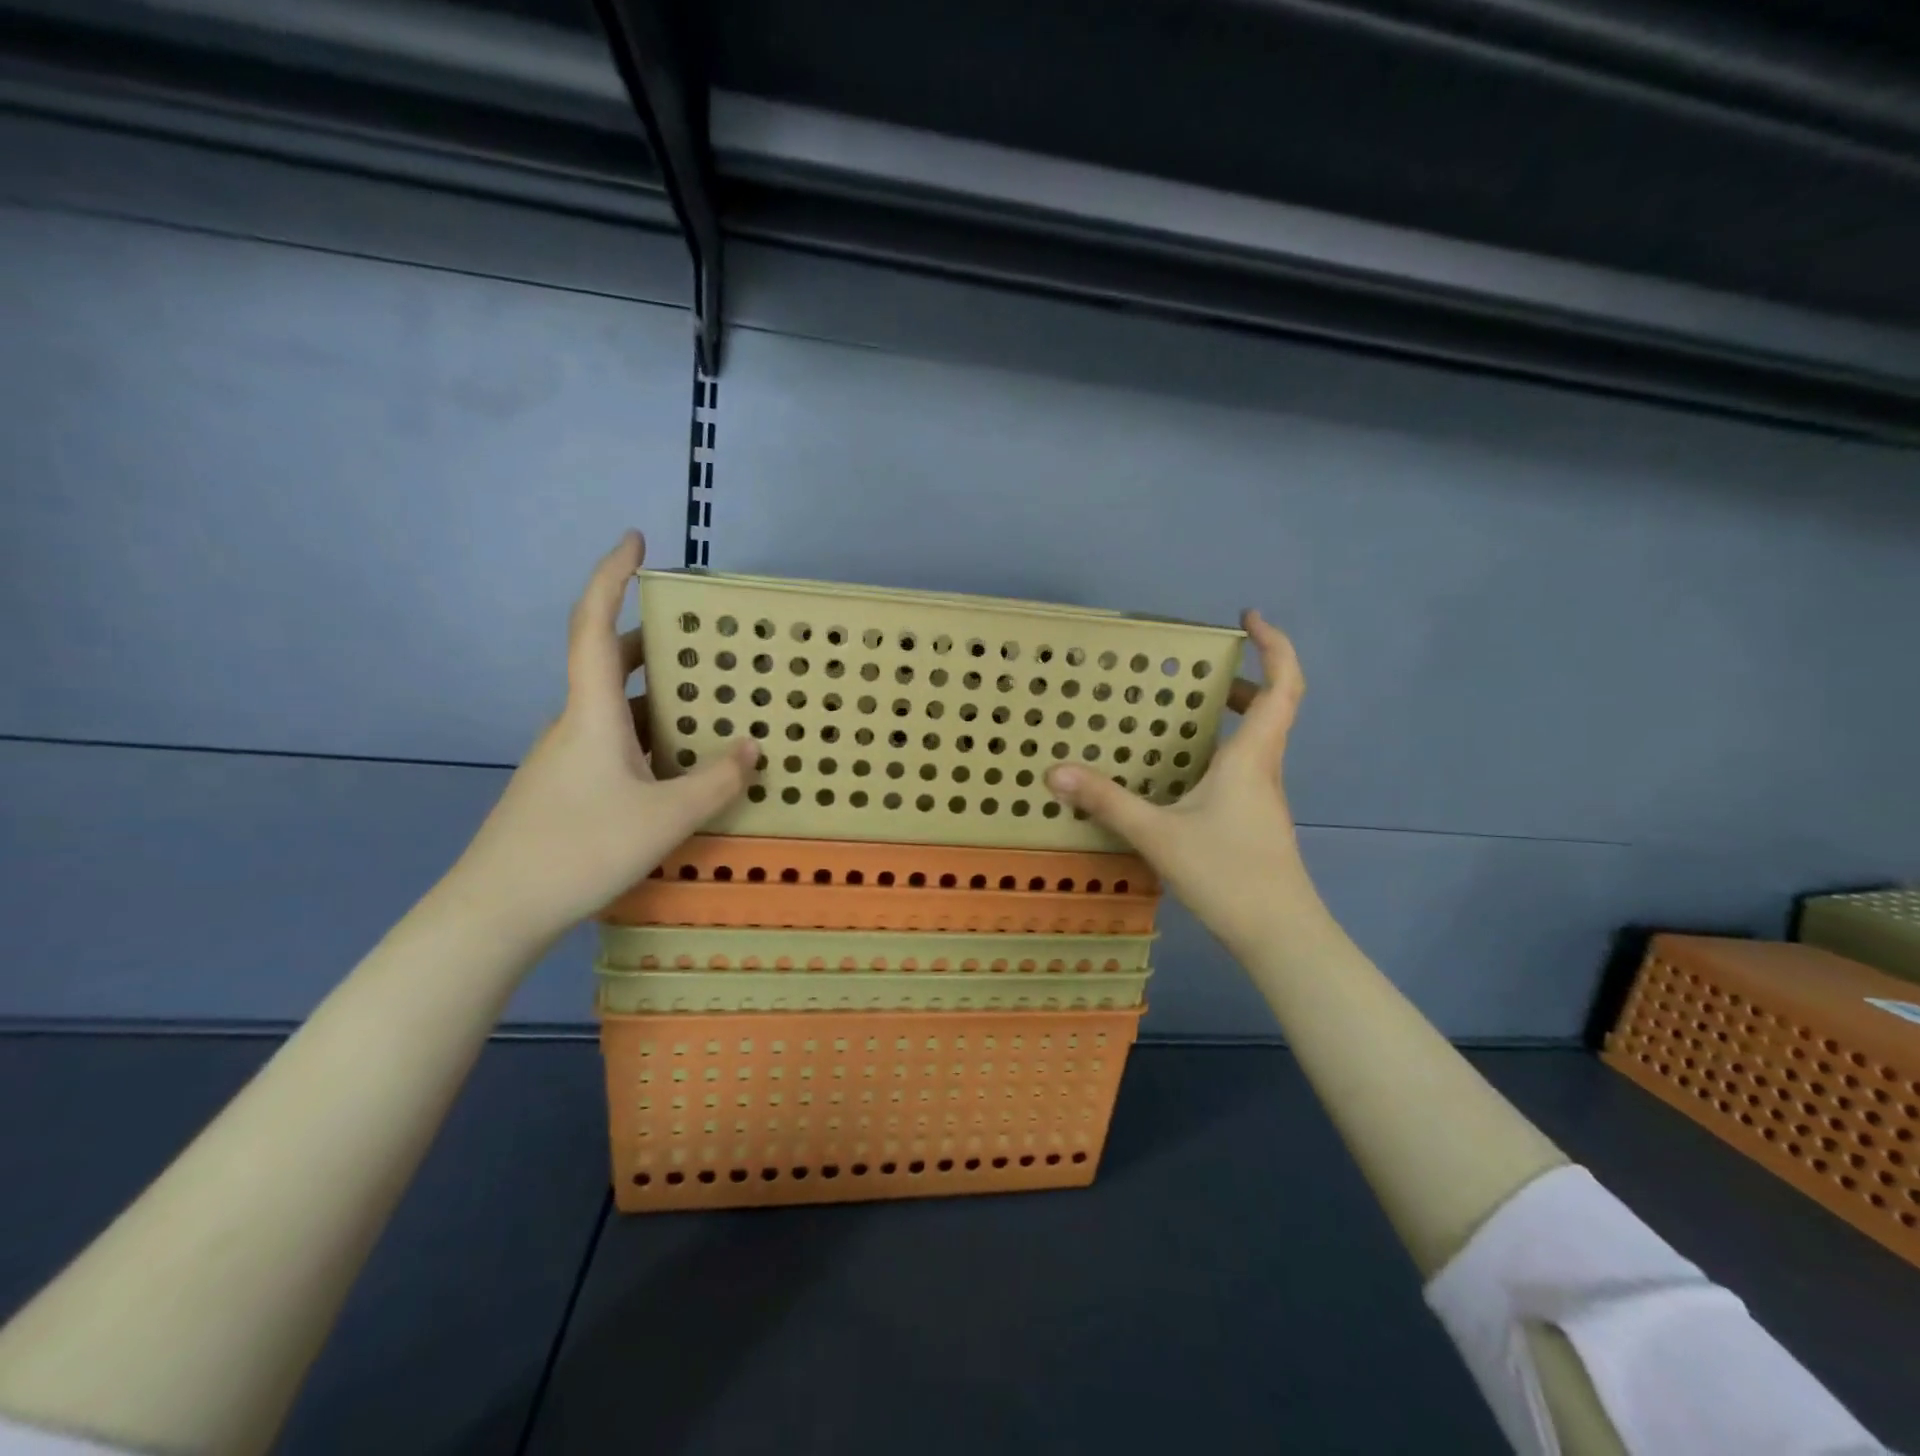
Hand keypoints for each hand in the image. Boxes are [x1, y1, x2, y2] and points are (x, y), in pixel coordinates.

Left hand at [452, 531, 756, 938]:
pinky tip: (674, 769)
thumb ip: (716, 781)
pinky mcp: (563, 786)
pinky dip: (646, 738)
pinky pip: (611, 743)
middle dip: (654, 644)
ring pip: (613, 710)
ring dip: (655, 699)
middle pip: (610, 664)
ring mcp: (564, 756)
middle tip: (701, 644)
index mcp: (591, 713)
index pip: (595, 625)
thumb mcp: (666, 817)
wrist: (497, 910)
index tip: (635, 539)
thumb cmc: (581, 848)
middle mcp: (573, 723)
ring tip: (704, 710)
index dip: (612, 576)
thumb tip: (752, 747)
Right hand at [1044, 610, 1310, 954]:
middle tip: (1205, 669)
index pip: (1282, 685)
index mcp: (1251, 757)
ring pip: (1258, 740)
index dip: (1274, 645)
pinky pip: (1245, 767)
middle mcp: (1265, 769)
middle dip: (1245, 679)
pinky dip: (1222, 750)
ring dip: (1233, 716)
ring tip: (1187, 712)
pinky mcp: (1257, 821)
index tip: (1249, 618)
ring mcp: (1264, 798)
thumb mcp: (1158, 834)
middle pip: (1272, 708)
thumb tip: (1056, 772)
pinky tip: (1186, 774)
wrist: (1279, 935)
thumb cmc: (1227, 873)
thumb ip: (1107, 802)